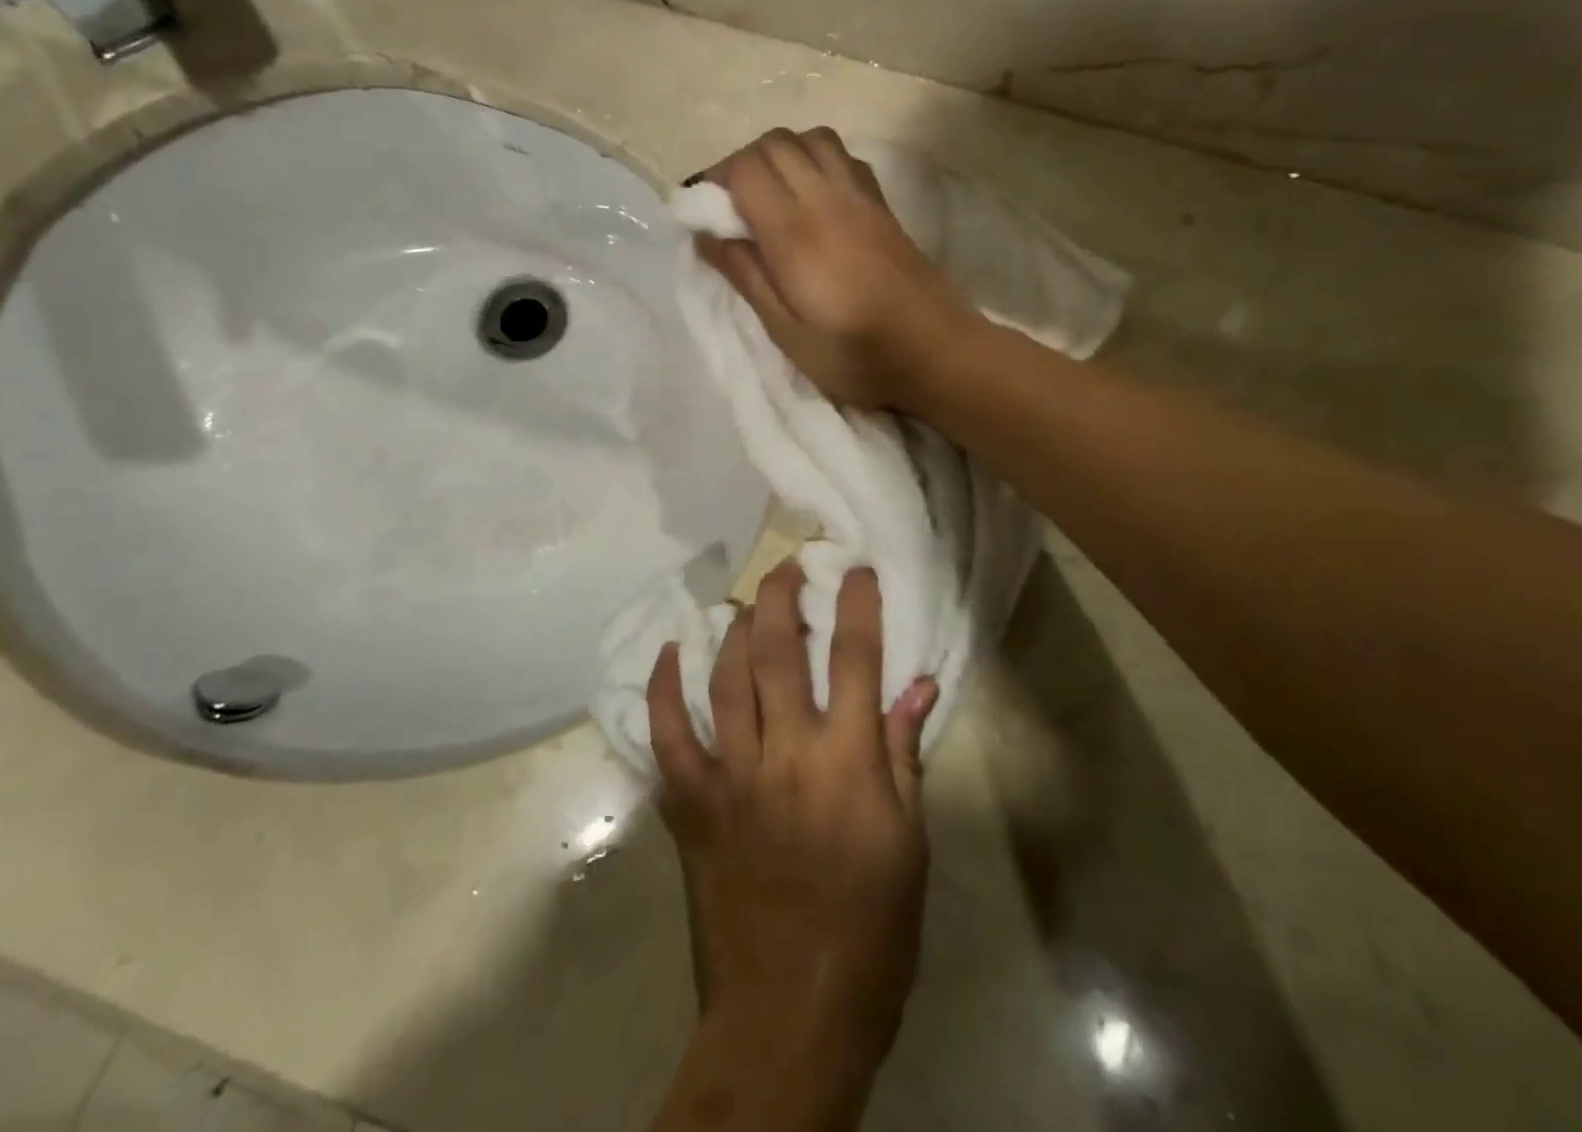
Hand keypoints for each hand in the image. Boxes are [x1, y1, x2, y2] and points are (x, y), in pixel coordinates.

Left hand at [649, 561, 939, 1075]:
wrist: (791, 1015)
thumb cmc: (870, 933)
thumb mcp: (908, 845)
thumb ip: (902, 755)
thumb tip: (916, 687)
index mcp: (846, 764)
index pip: (854, 659)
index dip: (857, 605)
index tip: (855, 568)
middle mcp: (784, 754)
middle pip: (777, 651)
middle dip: (782, 597)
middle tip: (788, 566)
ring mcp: (730, 776)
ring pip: (725, 678)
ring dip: (733, 630)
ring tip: (745, 604)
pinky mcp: (690, 804)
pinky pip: (668, 734)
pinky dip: (665, 688)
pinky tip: (670, 651)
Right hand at [691, 127, 977, 409]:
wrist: (938, 353)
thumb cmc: (857, 356)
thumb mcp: (787, 333)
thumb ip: (747, 277)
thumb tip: (706, 235)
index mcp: (796, 233)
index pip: (745, 171)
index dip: (714, 182)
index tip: (703, 214)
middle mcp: (827, 199)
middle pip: (774, 143)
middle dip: (741, 164)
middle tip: (731, 207)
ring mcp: (860, 196)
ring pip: (811, 138)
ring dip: (781, 155)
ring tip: (770, 197)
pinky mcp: (882, 205)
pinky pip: (842, 156)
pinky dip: (816, 160)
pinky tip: (813, 198)